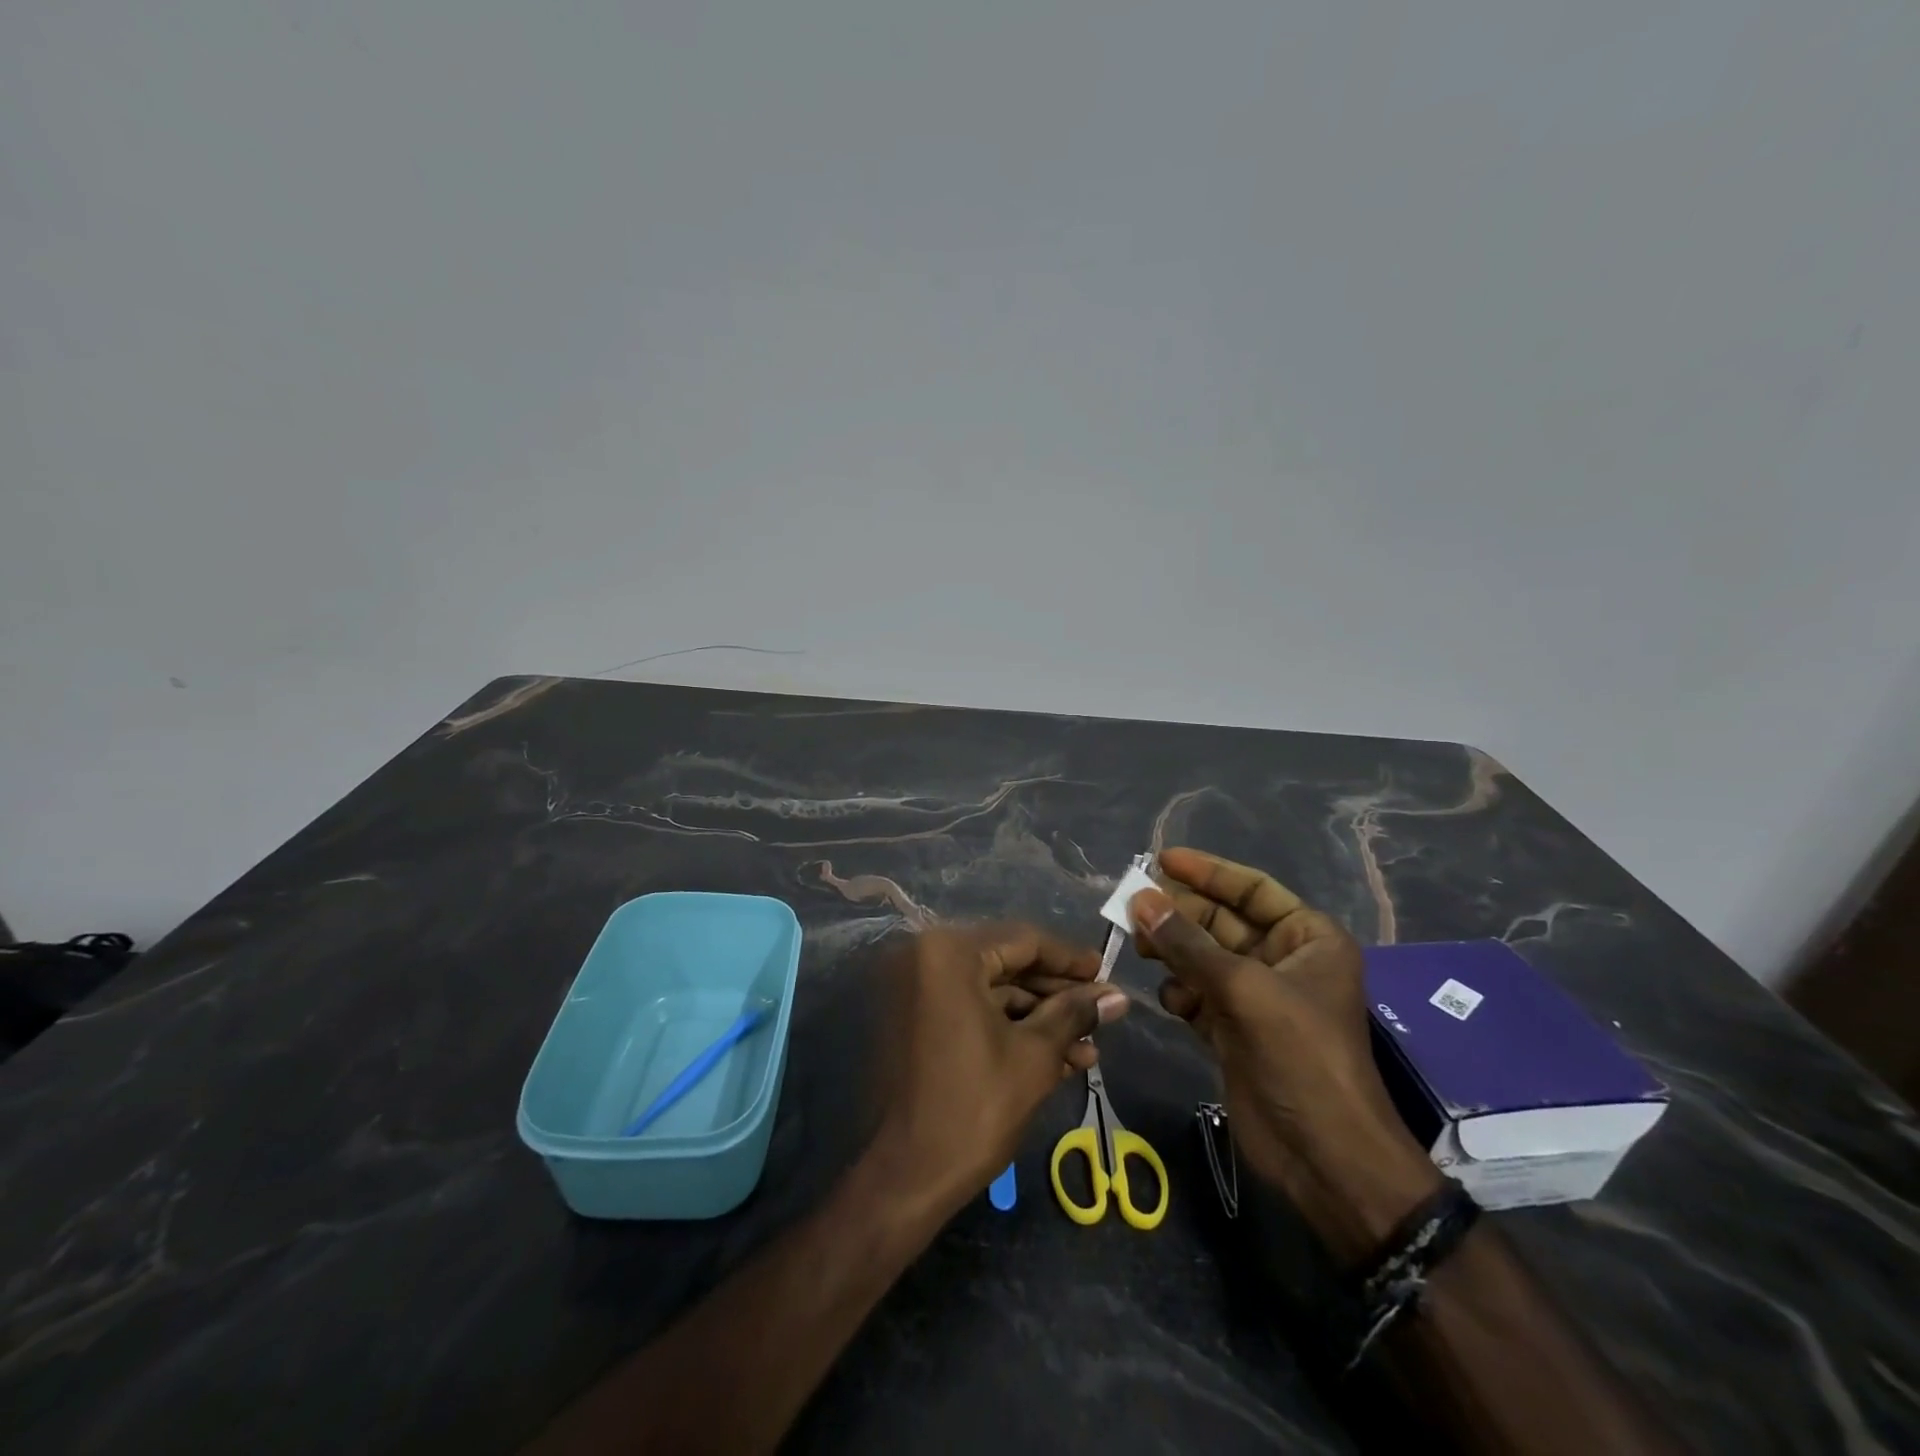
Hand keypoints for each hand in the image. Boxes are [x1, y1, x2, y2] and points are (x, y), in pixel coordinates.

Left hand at [866, 924, 1128, 1220]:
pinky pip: (969, 1010)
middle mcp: (924, 958)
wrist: (905, 1178)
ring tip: (1088, 1047)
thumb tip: (1117, 995)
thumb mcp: (1034, 1055)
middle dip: (1057, 994)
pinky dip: (1008, 1028)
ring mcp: (914, 990)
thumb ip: (1074, 1014)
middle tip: (1102, 1012)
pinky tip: (1056, 1057)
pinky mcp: (913, 1020)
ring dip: (1038, 1018)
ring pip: (991, 991)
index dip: (1070, 959)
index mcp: (948, 953)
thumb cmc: (974, 1108)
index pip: (1023, 941)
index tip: (1106, 973)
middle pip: (1006, 964)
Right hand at [1131, 848, 1440, 1262]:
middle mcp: (1282, 961)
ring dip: (1172, 952)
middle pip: (1220, 921)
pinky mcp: (1233, 1030)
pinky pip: (1196, 994)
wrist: (1324, 1156)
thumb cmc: (1300, 1055)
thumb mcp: (1244, 989)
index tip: (1162, 859)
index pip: (1252, 889)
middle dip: (1179, 914)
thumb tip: (1139, 899)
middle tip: (1132, 906)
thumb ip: (1187, 943)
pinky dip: (1181, 993)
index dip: (1208, 871)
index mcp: (1307, 939)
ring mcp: (1256, 997)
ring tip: (1141, 948)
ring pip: (1202, 958)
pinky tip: (1173, 1001)